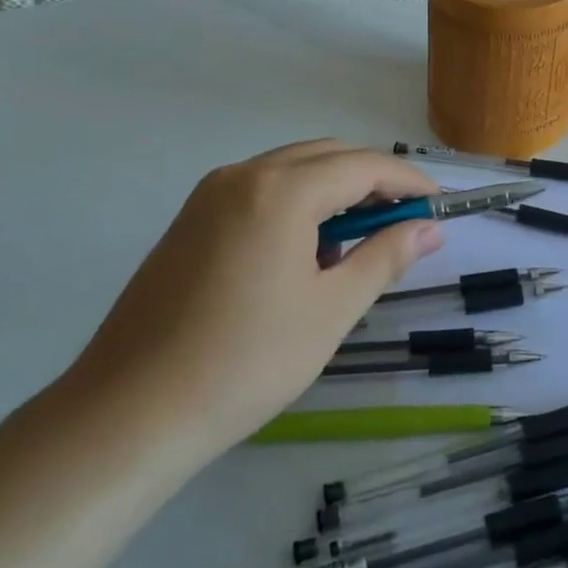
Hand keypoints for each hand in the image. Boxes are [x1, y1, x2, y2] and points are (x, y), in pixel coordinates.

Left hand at [58, 140, 442, 461]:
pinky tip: (305, 252)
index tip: (438, 205)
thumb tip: (428, 228)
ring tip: (358, 241)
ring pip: (291, 169)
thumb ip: (384, 257)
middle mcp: (243, 175)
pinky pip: (259, 191)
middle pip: (326, 156)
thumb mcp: (331, 310)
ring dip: (334, 190)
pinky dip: (296, 203)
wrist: (130, 412)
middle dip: (372, 180)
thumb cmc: (246, 362)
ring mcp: (209, 195)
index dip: (407, 181)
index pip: (362, 165)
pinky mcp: (189, 221)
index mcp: (280, 190)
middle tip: (405, 221)